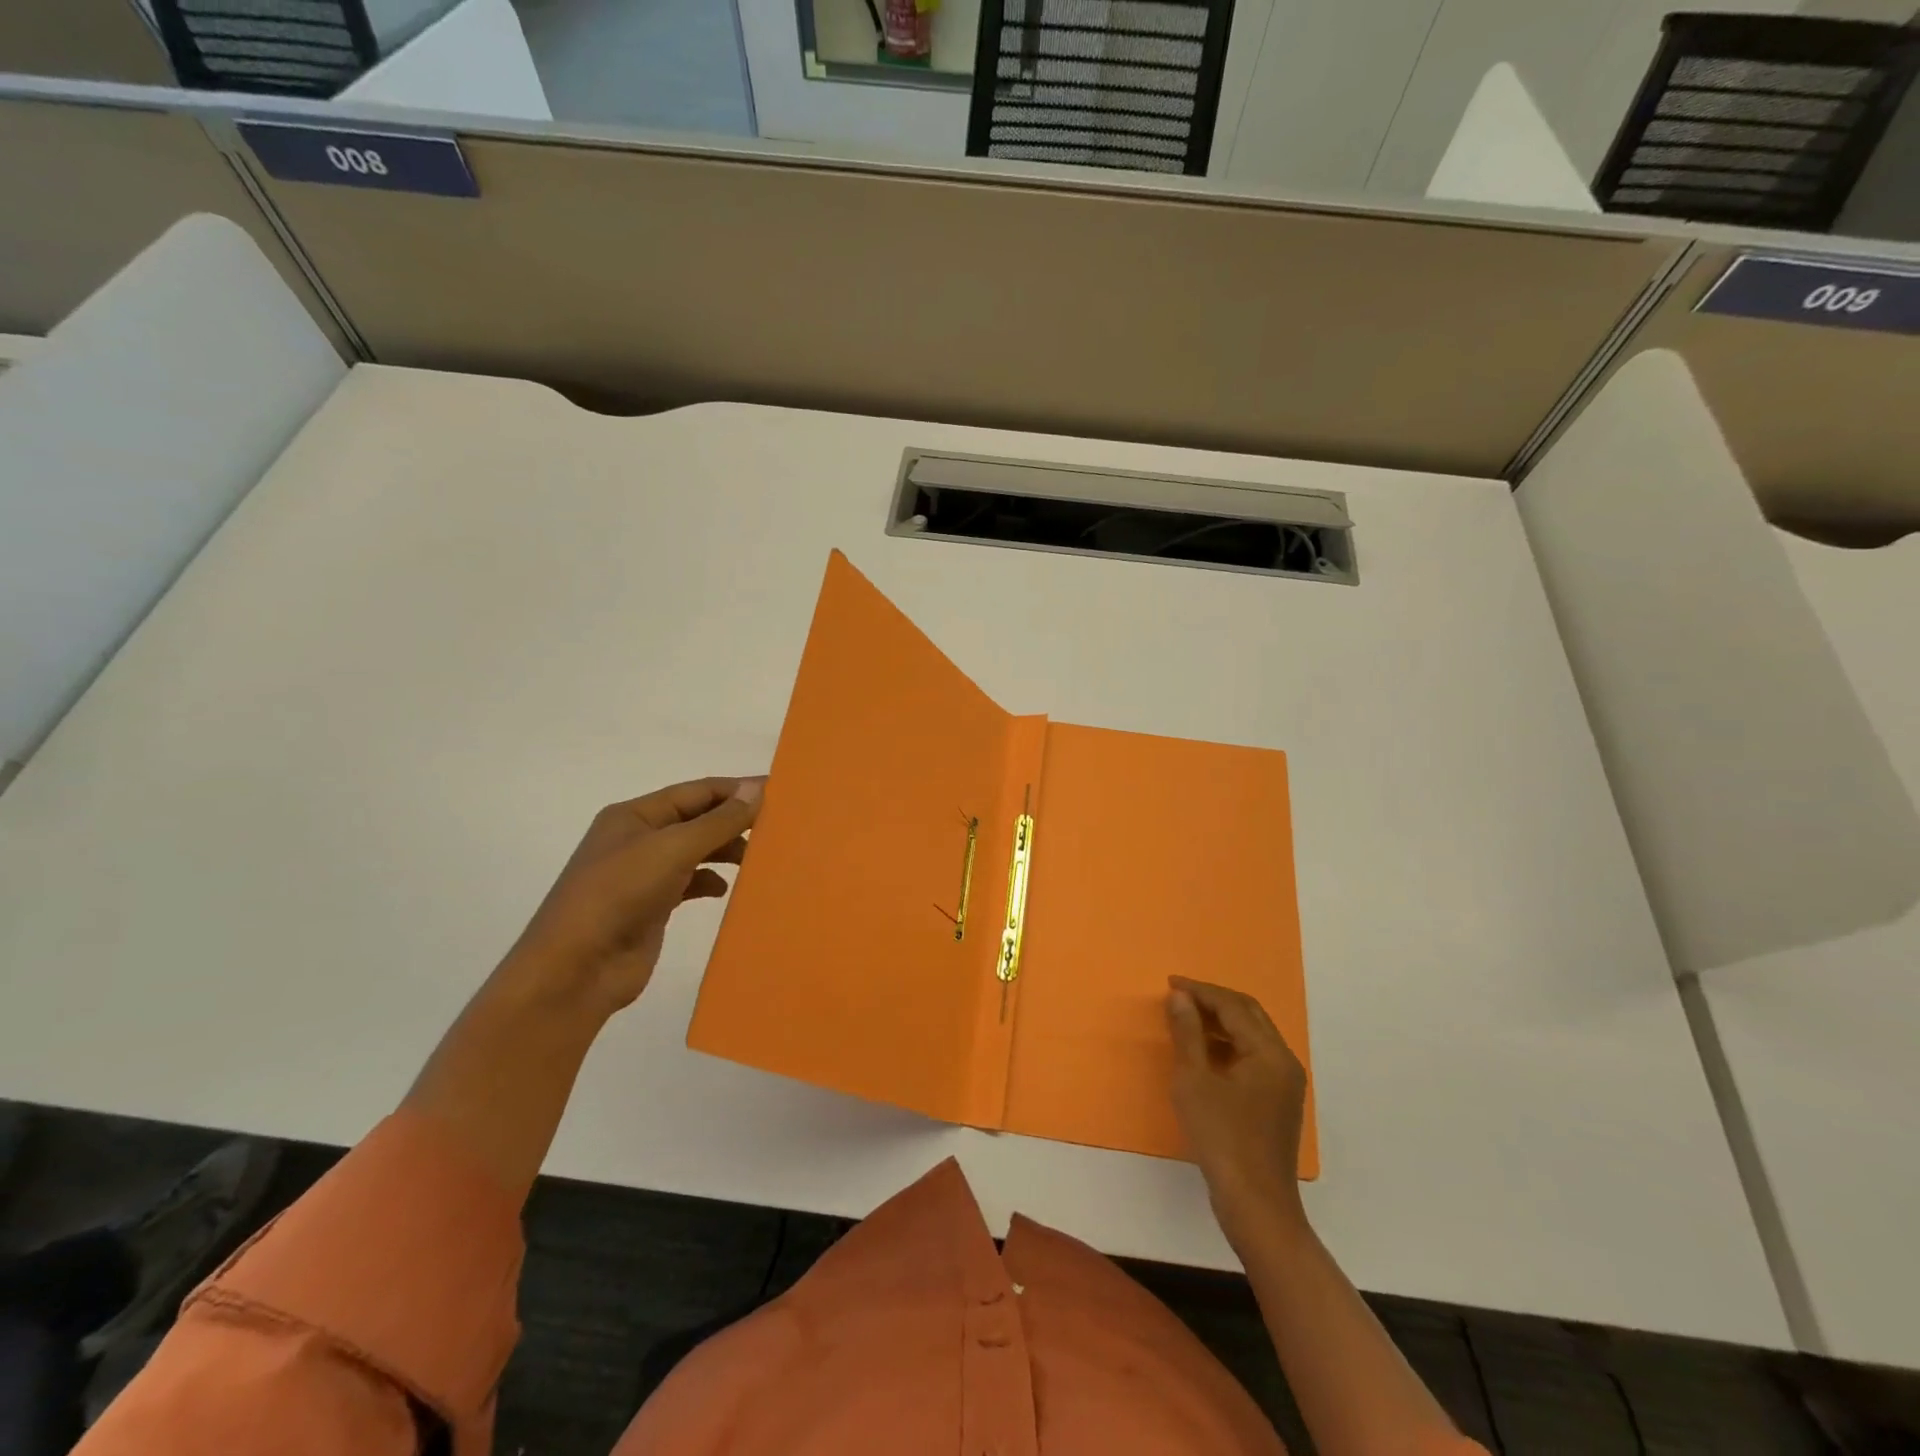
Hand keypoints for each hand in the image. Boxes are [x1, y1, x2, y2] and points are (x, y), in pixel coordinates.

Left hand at [504, 777, 763, 1015]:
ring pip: (696, 851)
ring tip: (759, 858)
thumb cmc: (620, 894)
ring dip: (725, 851)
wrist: (576, 970)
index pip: (696, 791)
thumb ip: (719, 820)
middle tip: (777, 827)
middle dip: (734, 821)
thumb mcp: (673, 849)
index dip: (736, 789)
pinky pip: (690, 883)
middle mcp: (638, 838)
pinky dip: (710, 882)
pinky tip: (725, 890)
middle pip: (697, 819)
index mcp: (635, 815)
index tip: (779, 792)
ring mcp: (643, 874)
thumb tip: (757, 788)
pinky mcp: (651, 906)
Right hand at [1167, 975, 1309, 1251]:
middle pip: (1248, 1015)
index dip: (1200, 991)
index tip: (1170, 983)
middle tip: (1178, 995)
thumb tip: (1179, 997)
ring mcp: (1284, 1083)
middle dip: (1213, 1000)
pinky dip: (1227, 1045)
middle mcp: (1284, 1061)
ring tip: (1185, 1019)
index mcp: (1269, 1053)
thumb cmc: (1222, 1139)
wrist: (1256, 1205)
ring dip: (1220, 1022)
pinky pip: (1252, 1056)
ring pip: (1251, 1035)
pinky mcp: (1277, 1101)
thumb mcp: (1194, 1081)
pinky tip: (1202, 1052)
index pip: (1233, 1006)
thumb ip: (1187, 1033)